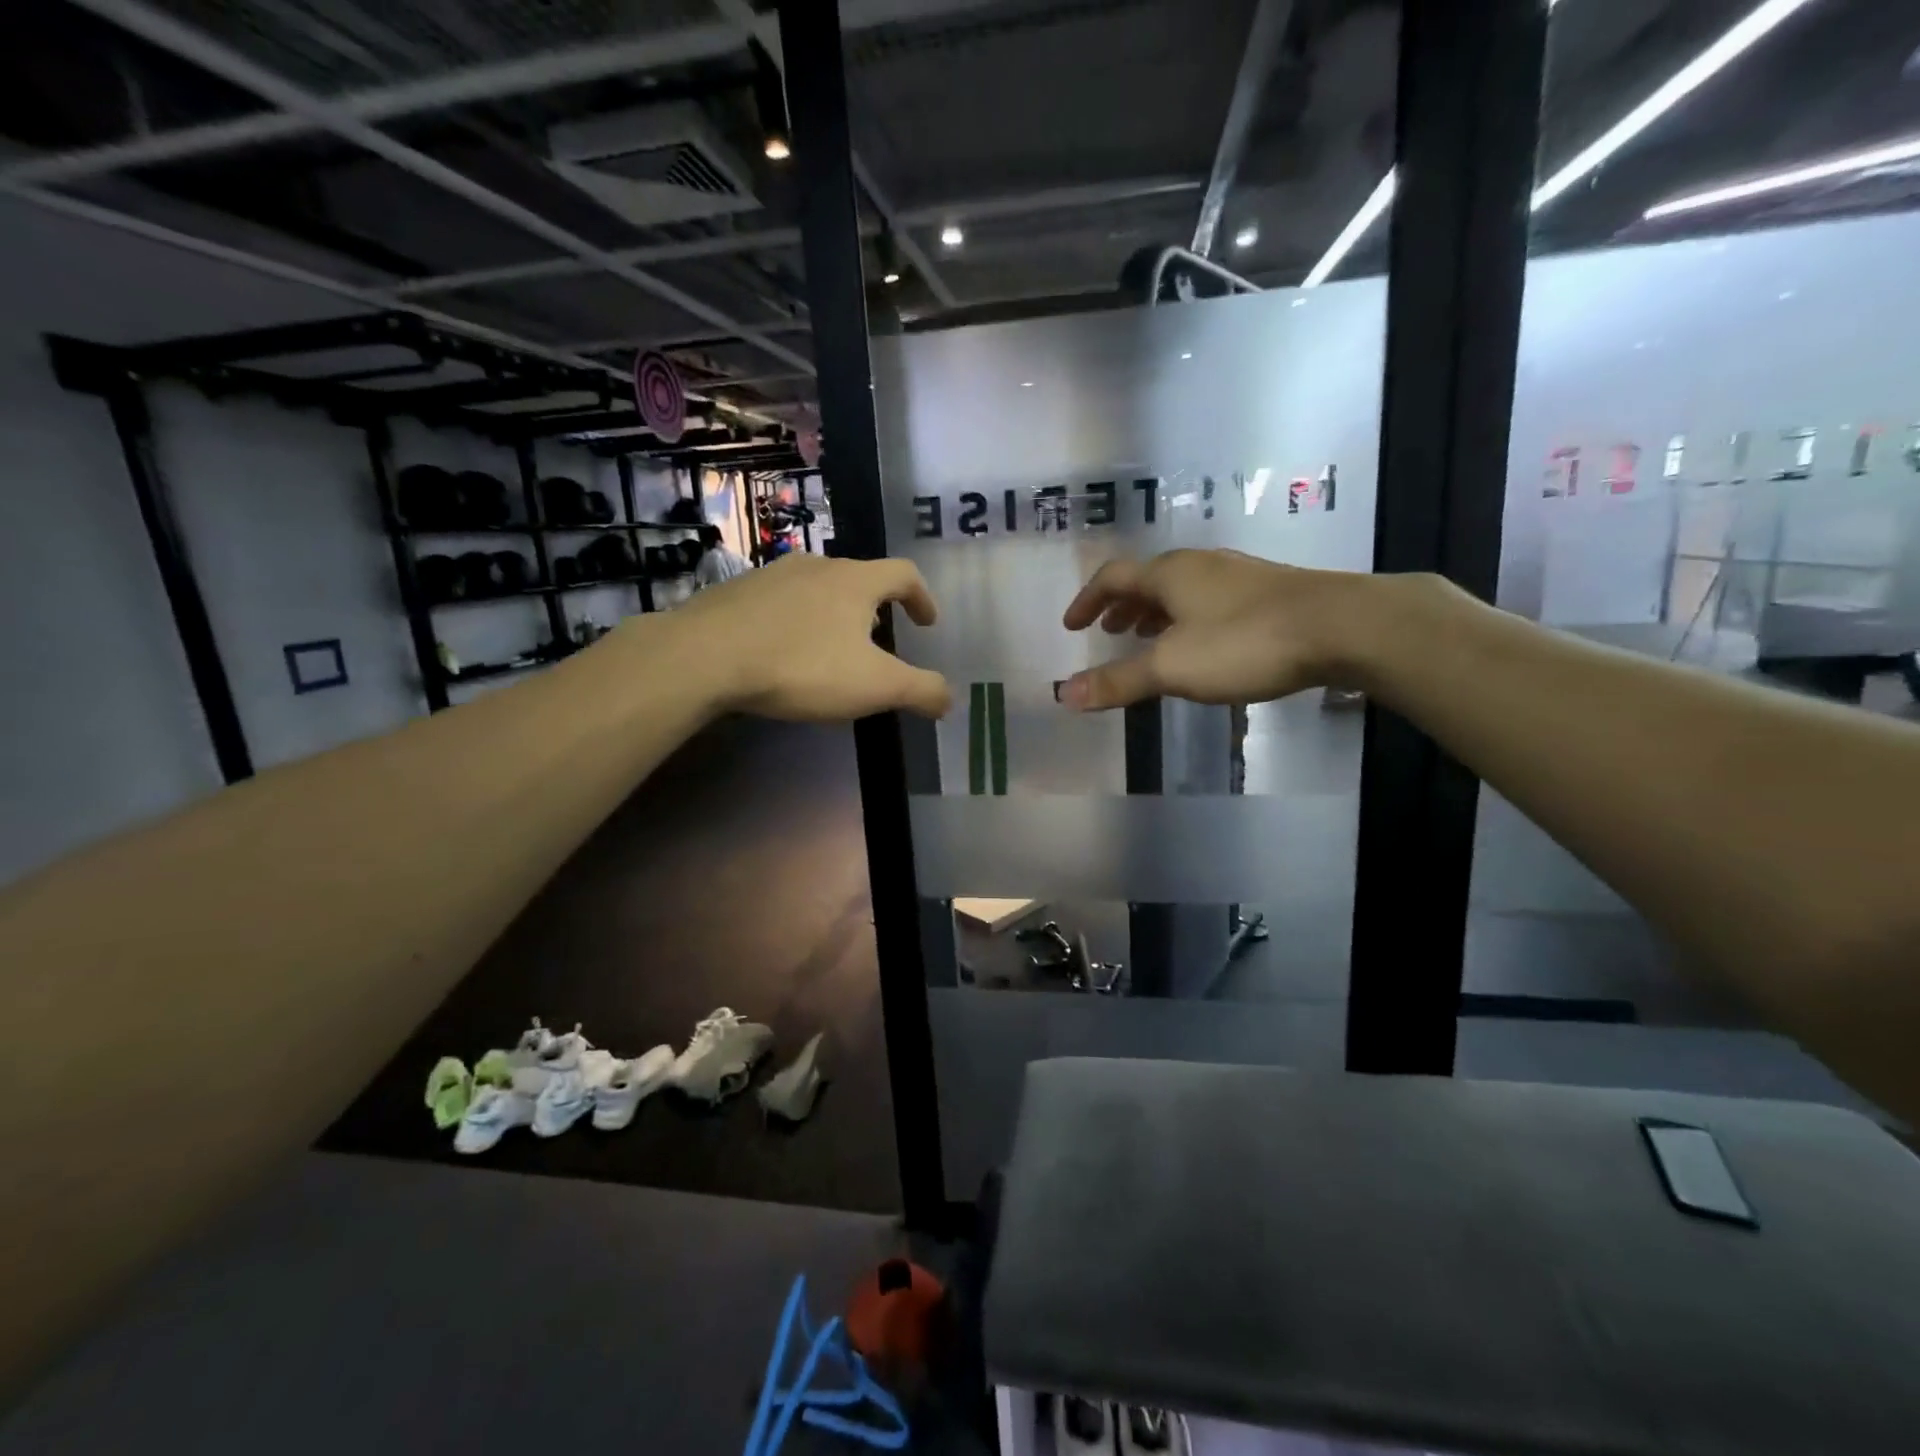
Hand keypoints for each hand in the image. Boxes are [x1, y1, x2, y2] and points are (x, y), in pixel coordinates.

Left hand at [671, 553, 951, 719]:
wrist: (706, 656)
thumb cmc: (803, 666)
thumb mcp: (875, 686)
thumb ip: (921, 690)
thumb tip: (949, 698)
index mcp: (856, 581)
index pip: (904, 574)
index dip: (922, 597)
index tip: (927, 623)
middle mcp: (817, 566)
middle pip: (859, 578)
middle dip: (876, 608)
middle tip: (879, 641)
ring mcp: (772, 575)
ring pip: (817, 588)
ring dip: (834, 613)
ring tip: (831, 648)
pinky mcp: (736, 592)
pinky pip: (779, 603)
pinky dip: (795, 621)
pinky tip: (783, 651)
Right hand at [1058, 550, 1388, 709]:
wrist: (1341, 626)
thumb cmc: (1244, 642)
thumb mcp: (1172, 668)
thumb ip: (1118, 681)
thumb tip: (1063, 695)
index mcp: (1169, 574)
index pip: (1113, 578)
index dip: (1087, 601)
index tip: (1073, 625)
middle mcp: (1200, 565)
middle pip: (1148, 579)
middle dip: (1122, 606)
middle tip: (1109, 631)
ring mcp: (1237, 575)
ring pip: (1182, 589)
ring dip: (1156, 611)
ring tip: (1148, 636)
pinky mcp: (1268, 592)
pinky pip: (1210, 600)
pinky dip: (1188, 618)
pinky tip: (1202, 642)